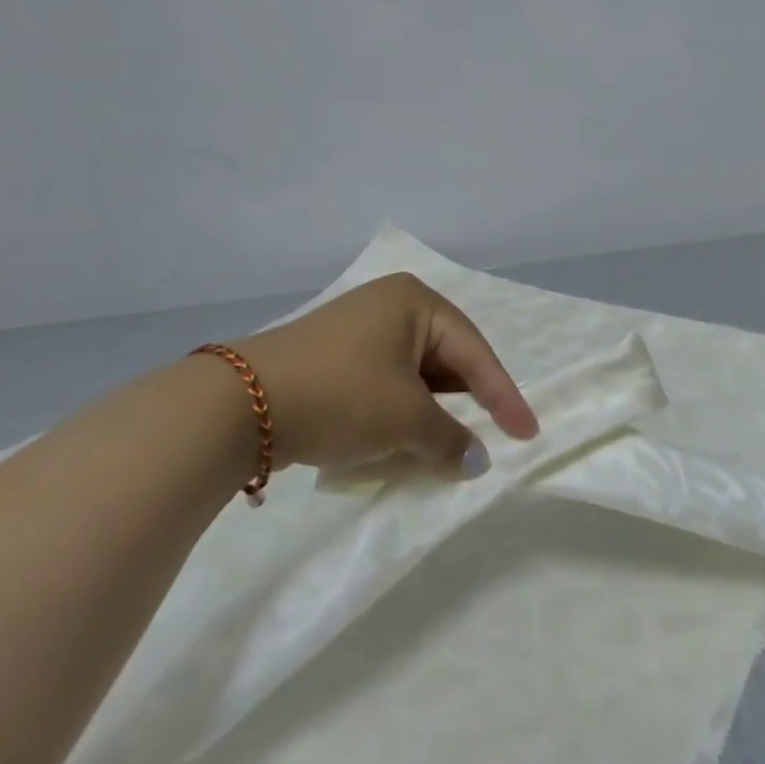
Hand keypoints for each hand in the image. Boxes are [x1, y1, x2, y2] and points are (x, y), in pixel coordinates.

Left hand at [226, 273, 538, 476]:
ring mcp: (358, 329)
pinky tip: (404, 438)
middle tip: (492, 435)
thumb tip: (477, 461)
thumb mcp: (404, 419)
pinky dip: (402, 410)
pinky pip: (387, 381)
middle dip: (467, 401)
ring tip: (449, 444)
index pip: (475, 351)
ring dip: (433, 410)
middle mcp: (390, 305)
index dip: (504, 396)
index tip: (528, 433)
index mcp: (416, 302)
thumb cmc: (341, 394)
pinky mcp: (334, 356)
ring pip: (415, 373)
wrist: (236, 406)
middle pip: (447, 357)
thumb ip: (450, 439)